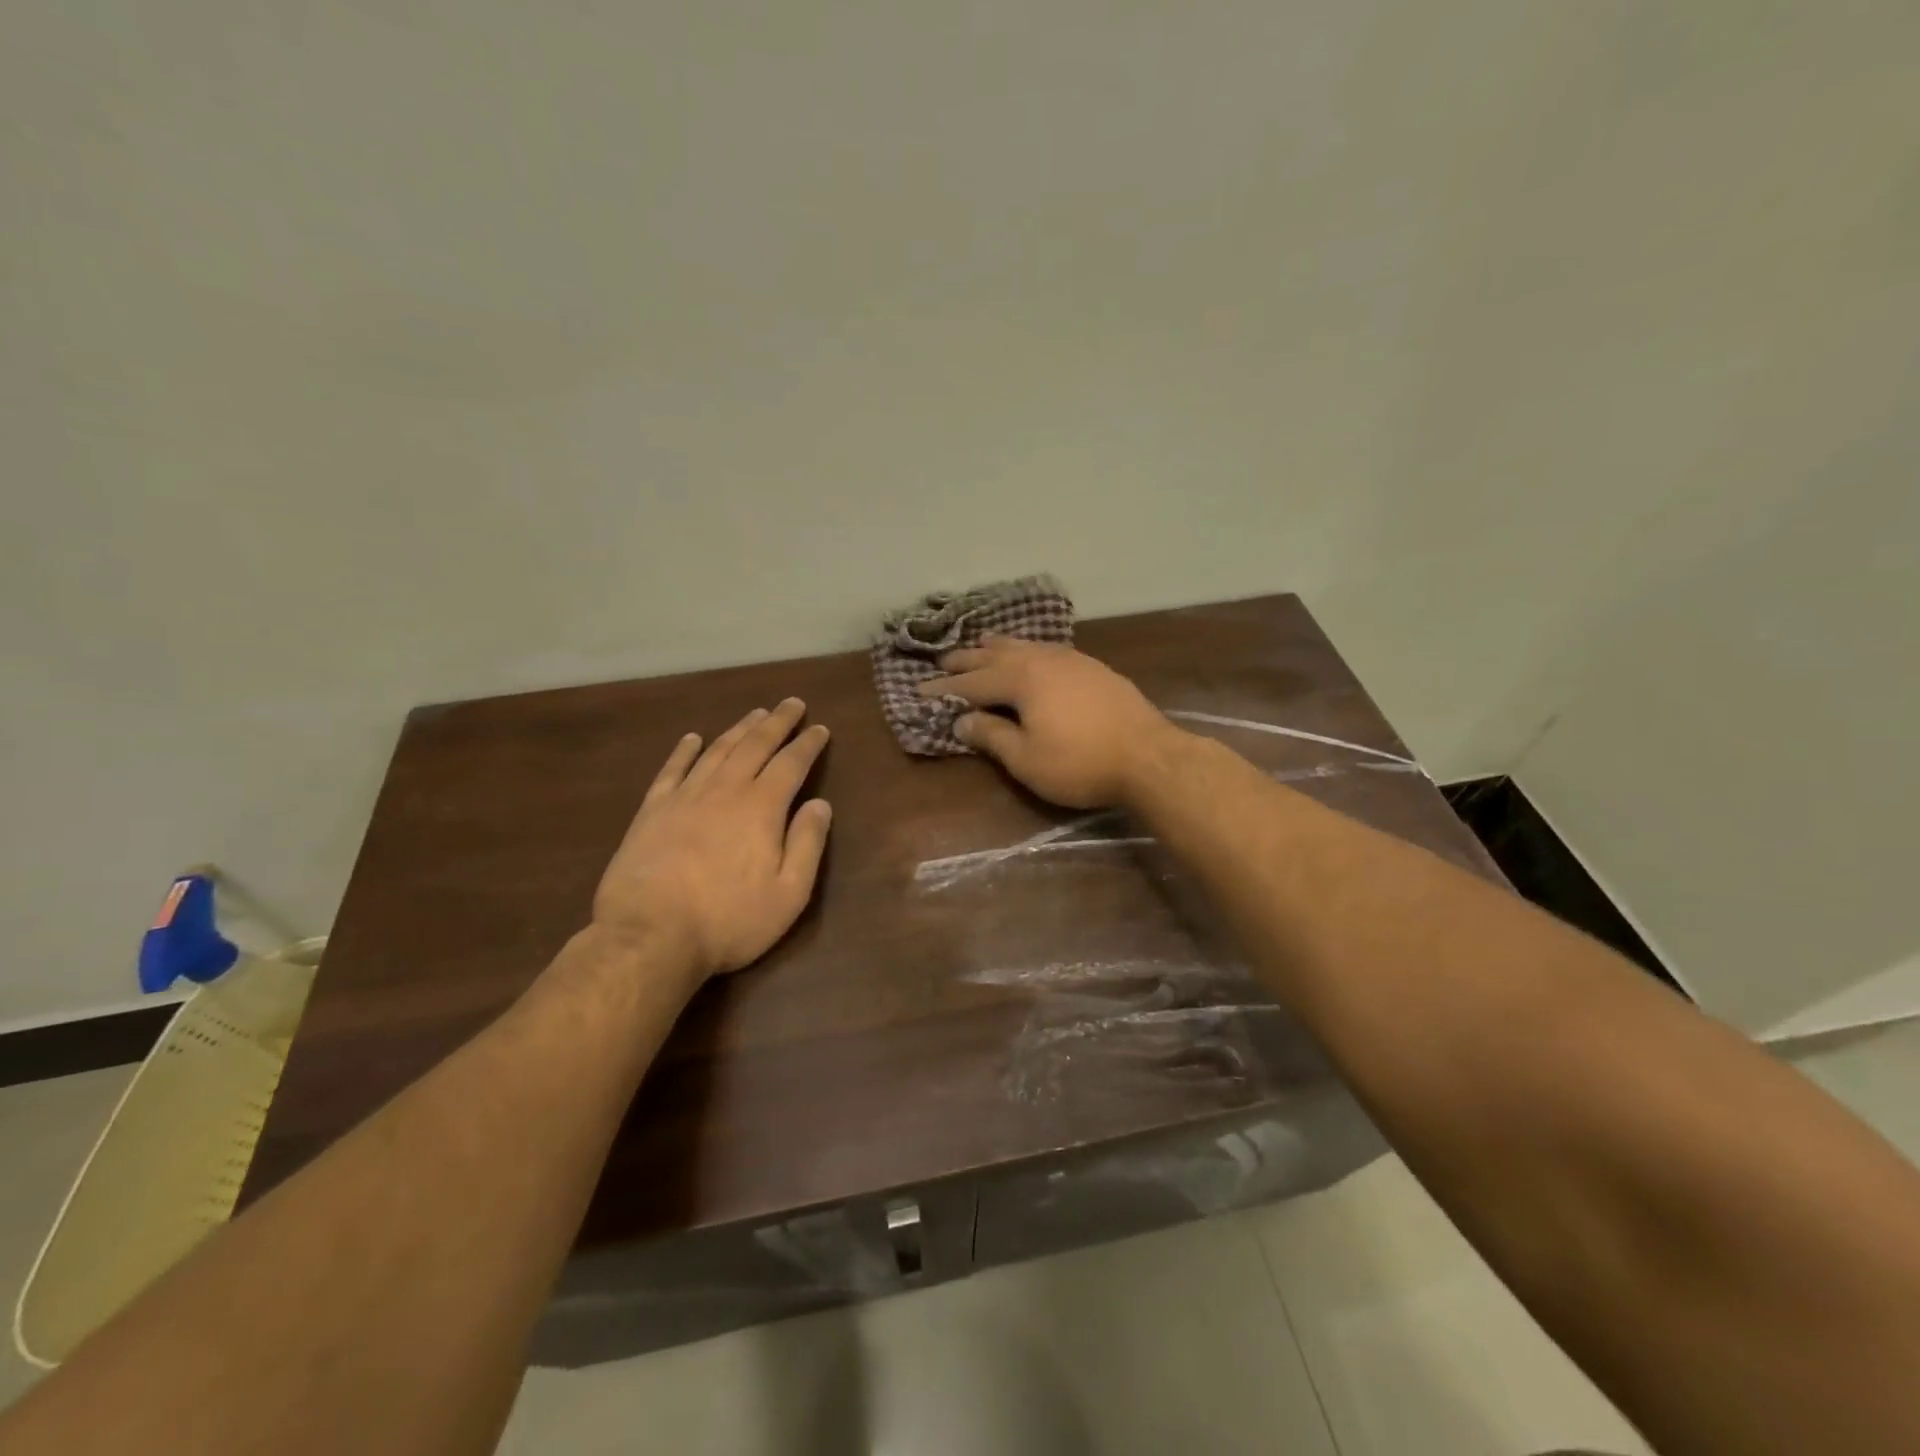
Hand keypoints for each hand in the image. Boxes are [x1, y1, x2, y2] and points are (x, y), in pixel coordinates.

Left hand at [593, 699, 832, 982]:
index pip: (791, 764)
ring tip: (755, 714)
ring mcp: (684, 797)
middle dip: (777, 722)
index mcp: (762, 808)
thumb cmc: (729, 920)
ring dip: (739, 729)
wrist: (650, 935)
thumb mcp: (788, 893)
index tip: (820, 728)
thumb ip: (808, 844)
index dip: (807, 744)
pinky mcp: (652, 811)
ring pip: (717, 751)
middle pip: (755, 745)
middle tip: (791, 703)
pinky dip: (684, 751)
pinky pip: (672, 770)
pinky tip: (692, 738)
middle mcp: (725, 790)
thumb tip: (820, 804)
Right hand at [919, 637, 1176, 807]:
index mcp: (1020, 679)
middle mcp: (1042, 659)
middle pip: (995, 656)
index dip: (944, 689)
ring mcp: (1071, 659)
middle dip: (967, 660)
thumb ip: (991, 736)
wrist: (1149, 756)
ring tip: (981, 643)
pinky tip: (1032, 654)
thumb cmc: (1080, 762)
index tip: (919, 690)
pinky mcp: (1093, 668)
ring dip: (998, 646)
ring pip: (1025, 646)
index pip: (972, 683)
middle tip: (943, 660)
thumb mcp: (1026, 758)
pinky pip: (1048, 650)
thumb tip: (962, 721)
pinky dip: (1028, 650)